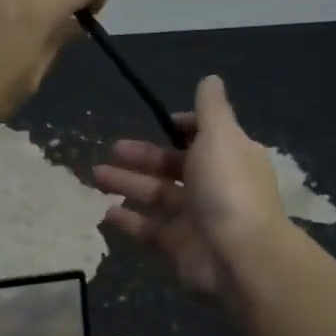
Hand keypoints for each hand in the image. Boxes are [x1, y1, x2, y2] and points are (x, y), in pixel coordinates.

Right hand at [93, 75, 288, 300]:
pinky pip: (149, 229)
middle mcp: (214, 185)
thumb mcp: (221, 136)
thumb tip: (211, 78)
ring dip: (128, 184)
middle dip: (142, 156)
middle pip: (173, 165)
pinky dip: (128, 220)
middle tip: (111, 150)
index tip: (157, 122)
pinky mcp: (179, 246)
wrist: (239, 257)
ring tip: (96, 176)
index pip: (204, 136)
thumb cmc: (228, 188)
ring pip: (157, 195)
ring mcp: (196, 218)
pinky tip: (104, 212)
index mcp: (230, 156)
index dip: (180, 128)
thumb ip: (211, 108)